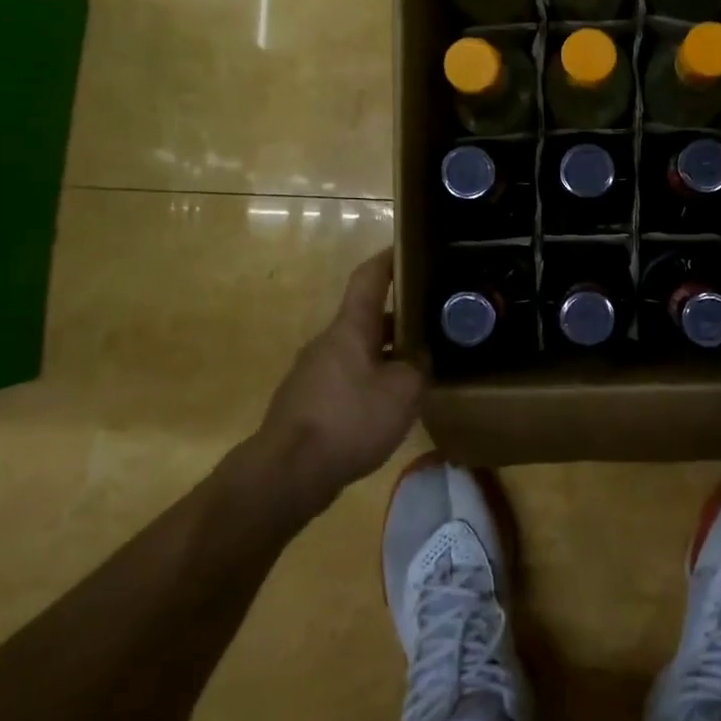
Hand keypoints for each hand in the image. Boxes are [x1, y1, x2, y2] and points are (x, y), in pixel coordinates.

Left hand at [227, 250, 423, 515]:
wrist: (287, 473)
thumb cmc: (349, 419)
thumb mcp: (403, 391)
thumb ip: (418, 367)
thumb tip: (419, 358)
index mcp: (350, 328)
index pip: (369, 277)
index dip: (389, 259)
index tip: (408, 247)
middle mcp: (328, 342)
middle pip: (366, 317)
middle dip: (399, 317)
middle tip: (432, 322)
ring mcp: (313, 372)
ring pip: (358, 351)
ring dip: (386, 353)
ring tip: (417, 368)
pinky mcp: (307, 402)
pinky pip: (346, 379)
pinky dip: (370, 381)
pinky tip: (388, 405)